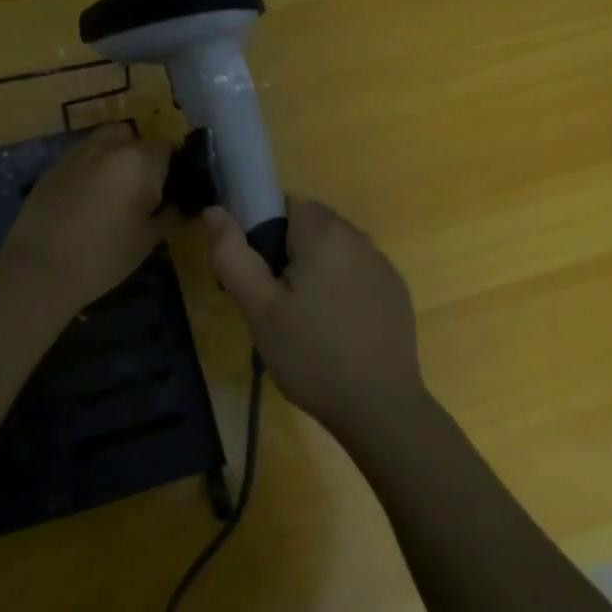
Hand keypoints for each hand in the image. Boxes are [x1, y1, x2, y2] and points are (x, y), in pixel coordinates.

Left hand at [2, 126, 181, 312]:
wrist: (41, 268)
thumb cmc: (105, 255)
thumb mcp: (148, 239)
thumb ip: (171, 216)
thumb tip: (181, 207)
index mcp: (138, 160)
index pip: (168, 148)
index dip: (174, 168)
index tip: (171, 191)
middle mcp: (109, 145)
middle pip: (135, 138)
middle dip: (142, 158)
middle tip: (142, 192)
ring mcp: (77, 152)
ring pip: (106, 142)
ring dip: (116, 157)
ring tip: (114, 191)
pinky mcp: (54, 165)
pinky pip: (83, 156)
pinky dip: (92, 168)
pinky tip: (87, 198)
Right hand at [204, 199, 426, 437]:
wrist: (379, 407)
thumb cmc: (310, 354)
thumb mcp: (259, 308)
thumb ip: (233, 255)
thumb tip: (215, 210)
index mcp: (324, 233)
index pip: (286, 204)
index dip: (265, 232)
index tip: (259, 274)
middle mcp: (359, 238)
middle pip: (312, 225)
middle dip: (289, 252)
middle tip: (275, 302)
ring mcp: (383, 265)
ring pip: (335, 250)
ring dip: (316, 269)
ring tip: (304, 319)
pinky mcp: (396, 291)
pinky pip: (358, 273)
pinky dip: (342, 288)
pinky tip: (336, 328)